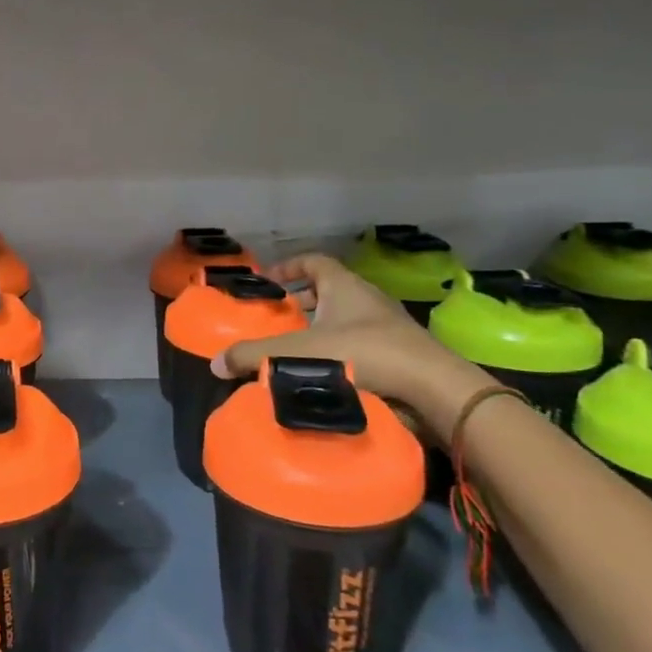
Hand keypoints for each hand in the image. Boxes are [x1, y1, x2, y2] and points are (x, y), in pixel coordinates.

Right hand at [217, 254, 492, 434]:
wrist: (434, 390)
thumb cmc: (365, 354)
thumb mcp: (302, 353)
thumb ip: (256, 356)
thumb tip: (216, 363)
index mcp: (345, 286)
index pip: (314, 262)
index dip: (290, 267)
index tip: (269, 281)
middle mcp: (368, 300)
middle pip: (330, 291)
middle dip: (303, 302)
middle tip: (278, 318)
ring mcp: (389, 327)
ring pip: (347, 319)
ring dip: (323, 329)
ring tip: (297, 349)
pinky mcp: (400, 356)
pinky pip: (363, 345)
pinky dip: (342, 353)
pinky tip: (326, 374)